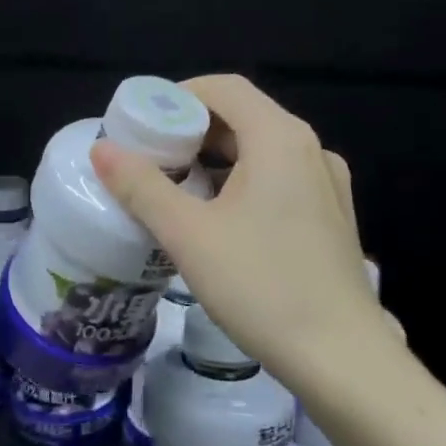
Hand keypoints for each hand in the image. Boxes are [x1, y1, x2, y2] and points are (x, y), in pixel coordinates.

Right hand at [89, 75, 382, 390]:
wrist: (342, 358)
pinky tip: (217, 221)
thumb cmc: (261, 286)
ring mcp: (327, 185)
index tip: (141, 124)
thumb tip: (103, 150)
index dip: (178, 95)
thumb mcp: (188, 235)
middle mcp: (310, 150)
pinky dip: (242, 183)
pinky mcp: (332, 217)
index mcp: (279, 139)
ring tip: (175, 190)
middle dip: (192, 130)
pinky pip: (279, 180)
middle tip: (149, 159)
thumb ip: (142, 187)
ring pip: (261, 151)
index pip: (224, 88)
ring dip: (215, 160)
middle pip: (243, 117)